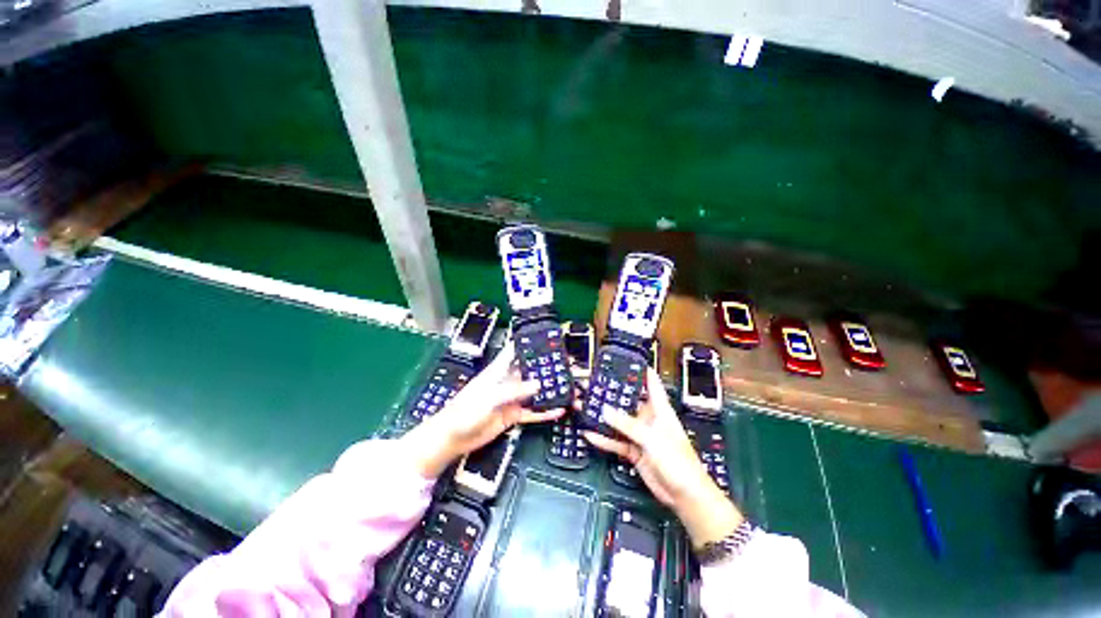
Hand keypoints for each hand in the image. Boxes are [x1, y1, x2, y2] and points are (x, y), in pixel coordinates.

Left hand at [403, 343, 565, 477]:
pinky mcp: (512, 415)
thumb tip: (537, 385)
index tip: (544, 339)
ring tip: (567, 389)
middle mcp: (506, 382)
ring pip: (533, 392)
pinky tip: (557, 411)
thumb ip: (513, 391)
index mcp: (497, 371)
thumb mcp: (489, 398)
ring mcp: (510, 399)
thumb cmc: (464, 411)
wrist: (452, 438)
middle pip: (528, 372)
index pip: (514, 353)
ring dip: (548, 391)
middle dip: (544, 369)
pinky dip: (544, 412)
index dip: (527, 345)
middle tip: (565, 366)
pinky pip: (531, 412)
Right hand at [581, 368, 743, 547]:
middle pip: (629, 402)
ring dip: (603, 417)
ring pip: (619, 422)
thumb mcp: (651, 438)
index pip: (651, 384)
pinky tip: (590, 434)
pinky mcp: (634, 451)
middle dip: (613, 395)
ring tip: (586, 408)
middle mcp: (649, 419)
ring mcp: (640, 435)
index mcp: (660, 409)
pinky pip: (616, 441)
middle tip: (594, 386)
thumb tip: (605, 410)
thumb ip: (627, 424)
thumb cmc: (678, 461)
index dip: (641, 370)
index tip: (627, 360)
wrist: (684, 494)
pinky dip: (603, 439)